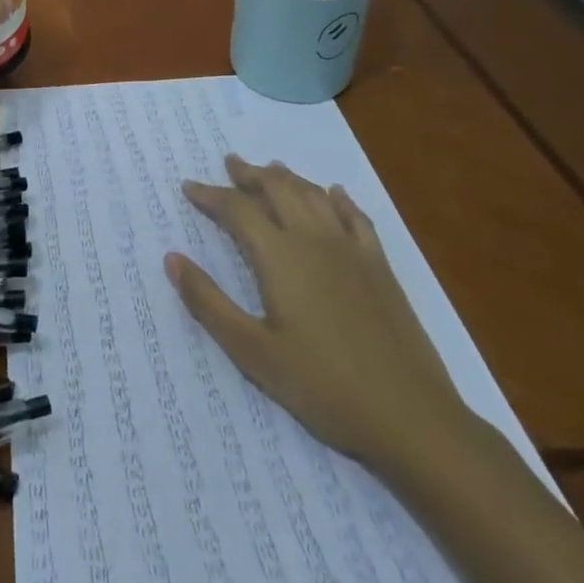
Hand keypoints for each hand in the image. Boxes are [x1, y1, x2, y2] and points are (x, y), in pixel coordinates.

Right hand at [165, 155, 473, 476]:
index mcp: (280, 256)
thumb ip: (208, 302)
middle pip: (278, 189)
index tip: (189, 187)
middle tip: (230, 164)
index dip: (210, 195)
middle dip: (250, 173)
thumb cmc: (323, 386)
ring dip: (288, 178)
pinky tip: (334, 194)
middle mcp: (314, 240)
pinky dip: (338, 198)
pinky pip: (356, 217)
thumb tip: (172, 258)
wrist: (411, 418)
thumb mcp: (252, 352)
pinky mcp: (381, 268)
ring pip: (315, 195)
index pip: (237, 209)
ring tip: (271, 169)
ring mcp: (352, 251)